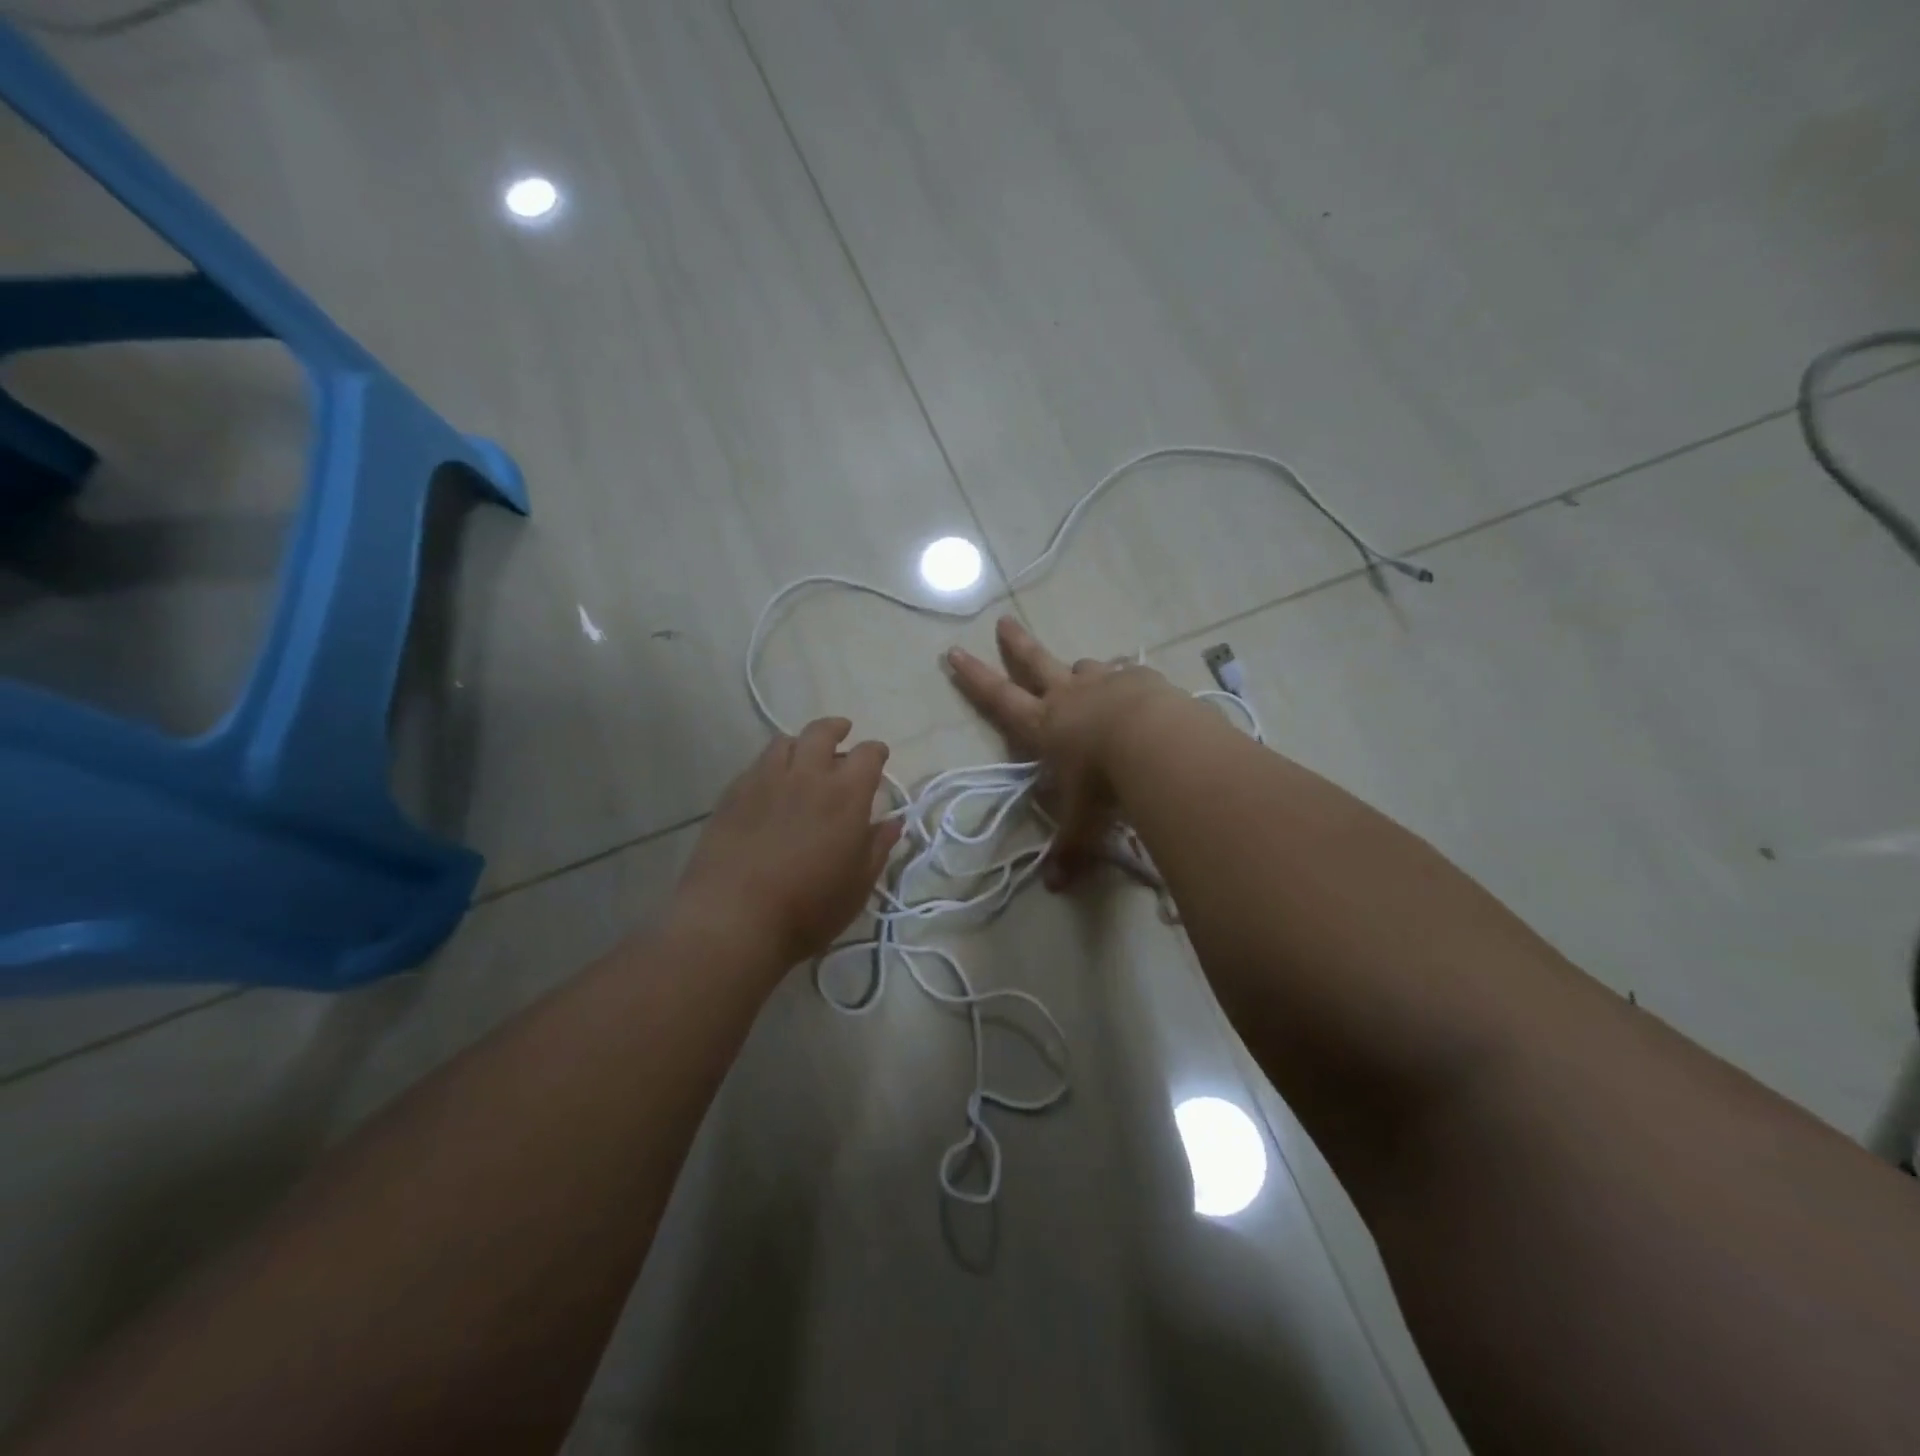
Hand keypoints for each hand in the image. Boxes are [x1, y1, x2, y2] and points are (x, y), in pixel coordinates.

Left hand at [673, 718, 902, 972]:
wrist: (733, 918)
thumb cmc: (808, 908)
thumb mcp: (857, 885)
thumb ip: (878, 847)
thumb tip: (894, 822)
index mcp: (846, 794)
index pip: (868, 754)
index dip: (876, 753)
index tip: (879, 758)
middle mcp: (807, 775)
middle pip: (822, 732)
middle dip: (837, 729)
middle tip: (843, 734)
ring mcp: (765, 780)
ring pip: (785, 742)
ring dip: (800, 743)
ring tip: (803, 756)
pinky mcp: (733, 793)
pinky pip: (757, 764)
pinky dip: (771, 765)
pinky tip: (770, 784)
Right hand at [946, 617, 1186, 888]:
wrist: (1158, 743)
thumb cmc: (1106, 783)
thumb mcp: (1084, 821)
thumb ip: (1071, 849)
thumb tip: (1056, 887)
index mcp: (1045, 726)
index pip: (999, 698)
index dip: (974, 678)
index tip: (954, 652)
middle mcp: (1069, 697)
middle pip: (1036, 663)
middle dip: (1016, 645)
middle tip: (1003, 622)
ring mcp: (1105, 682)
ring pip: (1084, 668)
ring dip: (1078, 671)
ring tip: (1081, 673)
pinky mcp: (1140, 679)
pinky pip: (1126, 675)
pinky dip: (1124, 682)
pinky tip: (1135, 692)